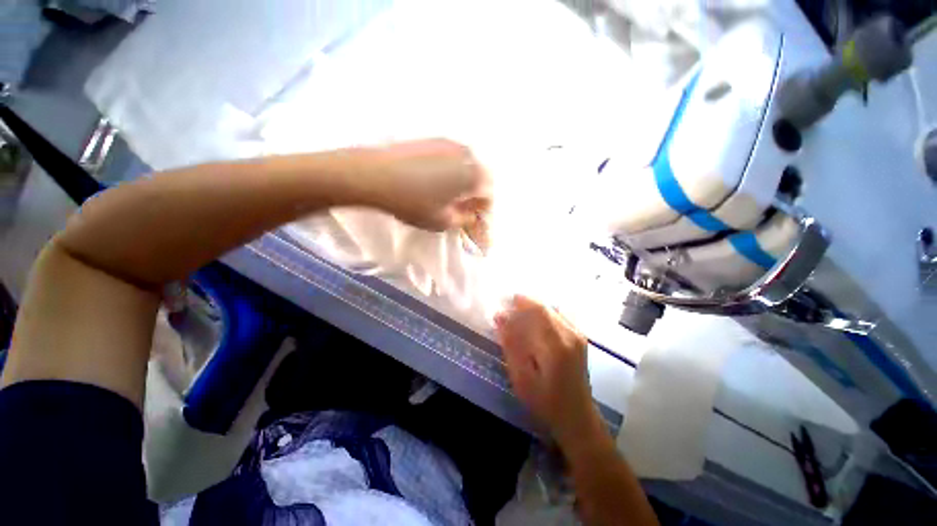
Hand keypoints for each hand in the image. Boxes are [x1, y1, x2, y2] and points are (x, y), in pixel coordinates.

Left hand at [364, 138, 491, 231]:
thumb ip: (464, 220)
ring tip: (447, 195)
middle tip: (461, 208)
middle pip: (480, 178)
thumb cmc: (414, 203)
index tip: (471, 218)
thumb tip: (471, 215)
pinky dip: (450, 170)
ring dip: (463, 182)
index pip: (489, 194)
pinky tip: (435, 180)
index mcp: (473, 175)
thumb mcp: (443, 221)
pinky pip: (451, 158)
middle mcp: (467, 154)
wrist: (376, 175)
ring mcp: (449, 143)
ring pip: (466, 166)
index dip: (482, 209)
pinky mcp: (433, 139)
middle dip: (474, 194)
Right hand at [495, 295, 602, 447]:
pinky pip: (558, 317)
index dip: (519, 303)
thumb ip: (511, 345)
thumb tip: (500, 318)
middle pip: (545, 307)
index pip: (538, 310)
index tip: (503, 305)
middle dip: (525, 305)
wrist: (577, 417)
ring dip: (533, 310)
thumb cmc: (546, 402)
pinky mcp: (579, 338)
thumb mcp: (522, 378)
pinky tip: (533, 326)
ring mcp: (578, 335)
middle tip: (507, 312)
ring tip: (517, 318)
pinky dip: (543, 316)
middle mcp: (571, 334)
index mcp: (557, 345)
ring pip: (552, 310)